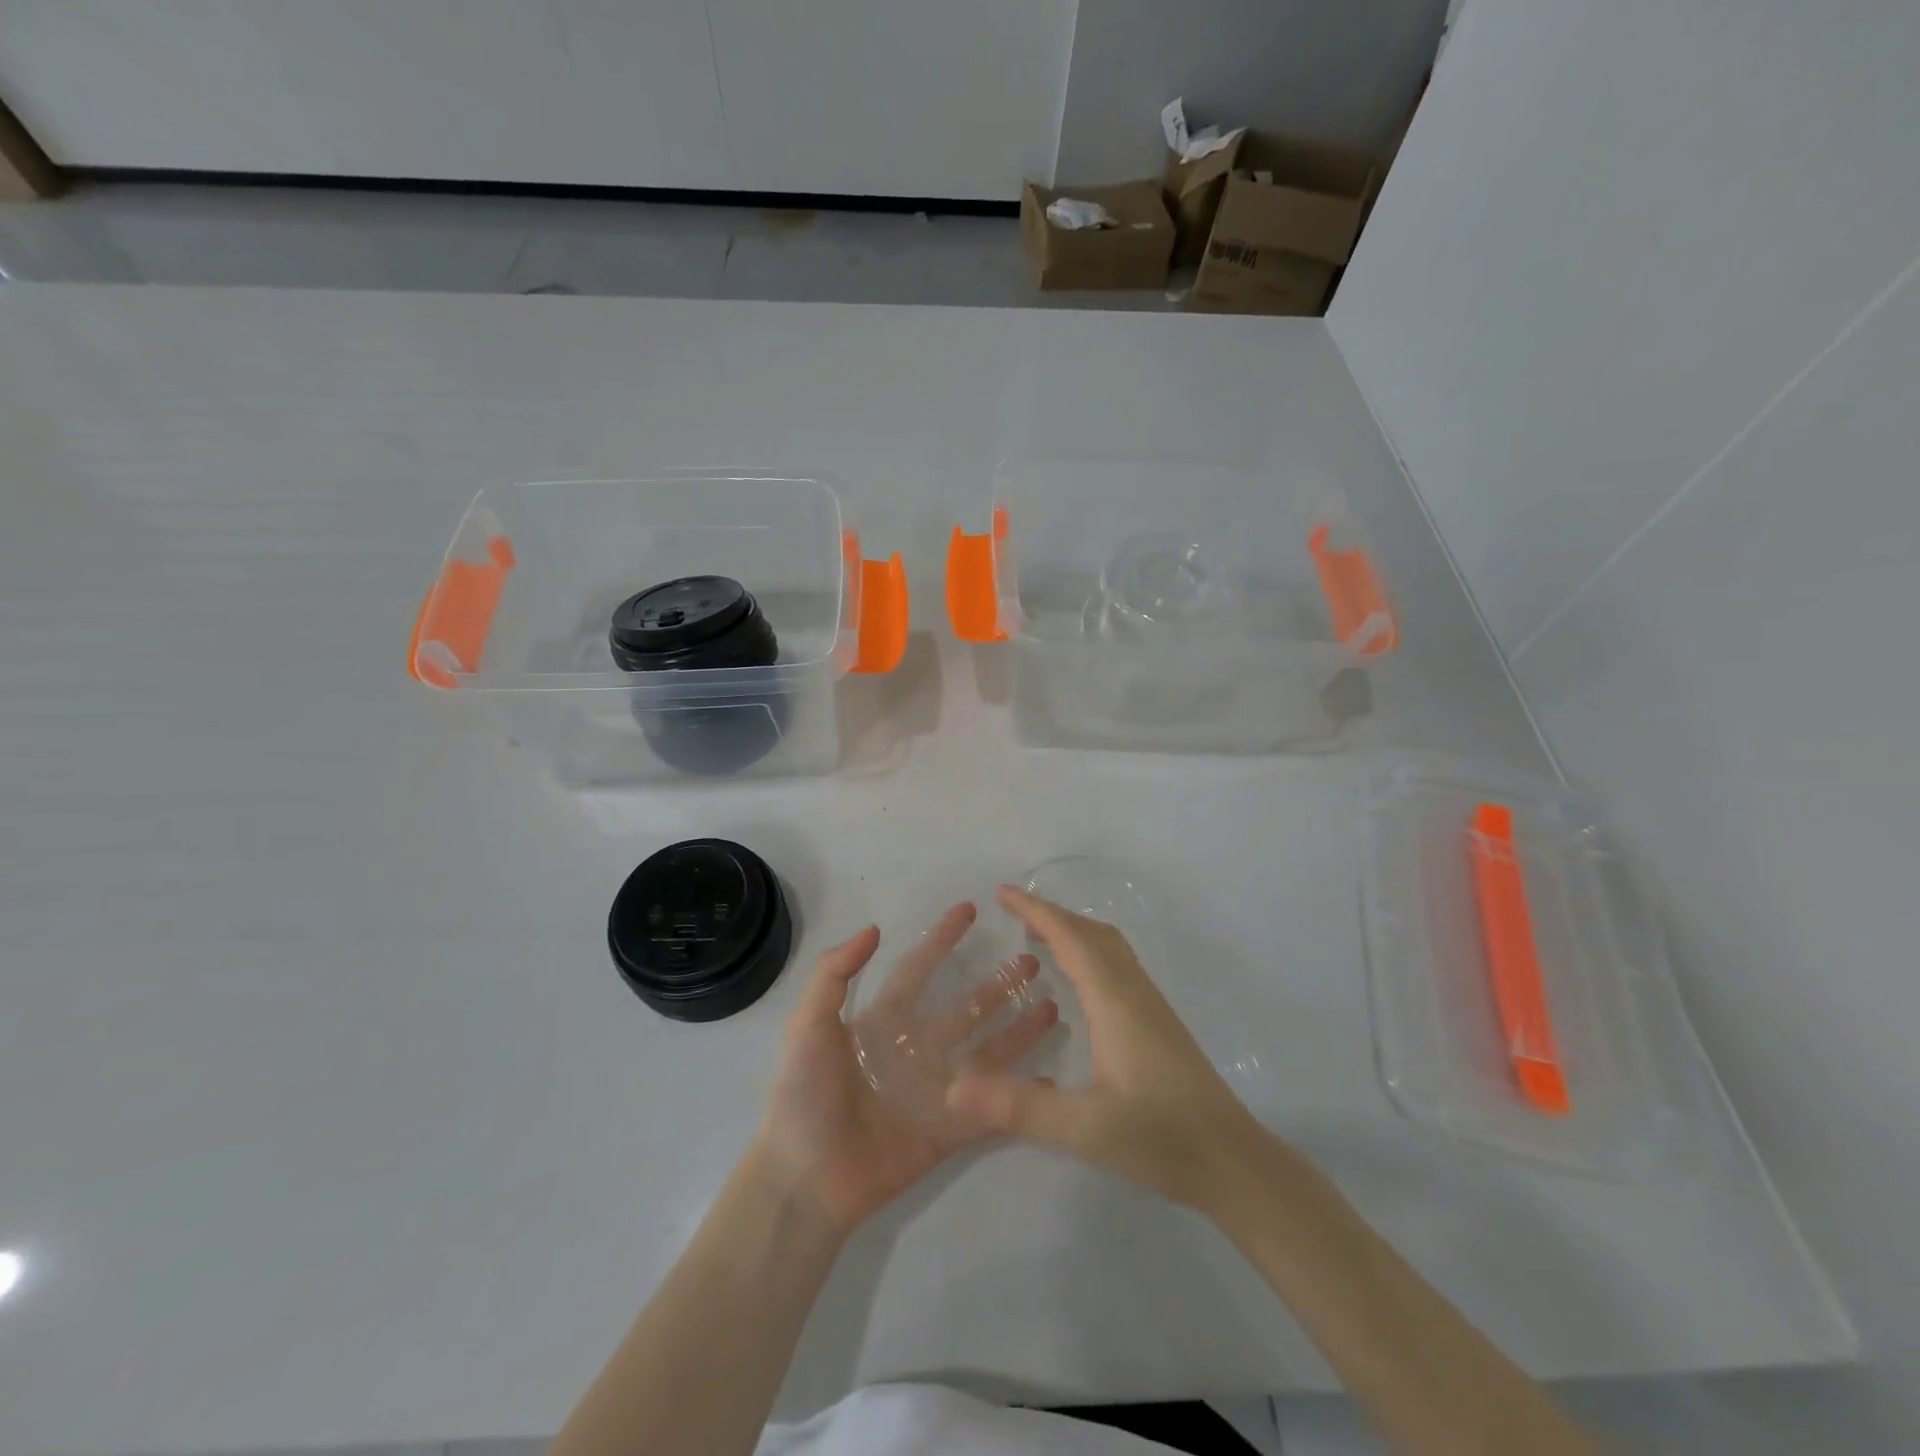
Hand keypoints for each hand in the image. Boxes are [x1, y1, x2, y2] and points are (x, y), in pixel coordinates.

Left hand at [757, 903, 1058, 1234]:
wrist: (805, 1178)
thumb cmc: (804, 1095)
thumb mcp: (808, 1025)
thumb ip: (834, 975)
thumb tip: (874, 928)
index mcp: (885, 1021)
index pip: (921, 969)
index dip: (943, 940)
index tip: (970, 910)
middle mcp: (916, 1048)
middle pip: (966, 1007)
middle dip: (997, 984)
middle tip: (1031, 961)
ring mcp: (937, 1089)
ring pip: (987, 1050)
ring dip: (1018, 1029)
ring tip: (1052, 1004)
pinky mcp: (951, 1129)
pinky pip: (993, 1106)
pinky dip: (1020, 1092)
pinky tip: (1051, 1075)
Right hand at [946, 885, 1265, 1209]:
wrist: (1233, 1160)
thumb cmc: (1161, 1138)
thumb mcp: (1085, 1128)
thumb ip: (1020, 1107)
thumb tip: (953, 1088)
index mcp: (1114, 1001)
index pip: (1071, 937)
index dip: (1036, 910)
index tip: (1003, 892)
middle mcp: (1133, 991)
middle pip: (1091, 932)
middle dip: (1051, 914)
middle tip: (1012, 912)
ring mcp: (1150, 1005)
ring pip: (1109, 946)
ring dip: (1072, 930)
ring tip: (1038, 938)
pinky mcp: (1158, 1022)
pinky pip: (1117, 964)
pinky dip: (1089, 951)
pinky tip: (1078, 983)